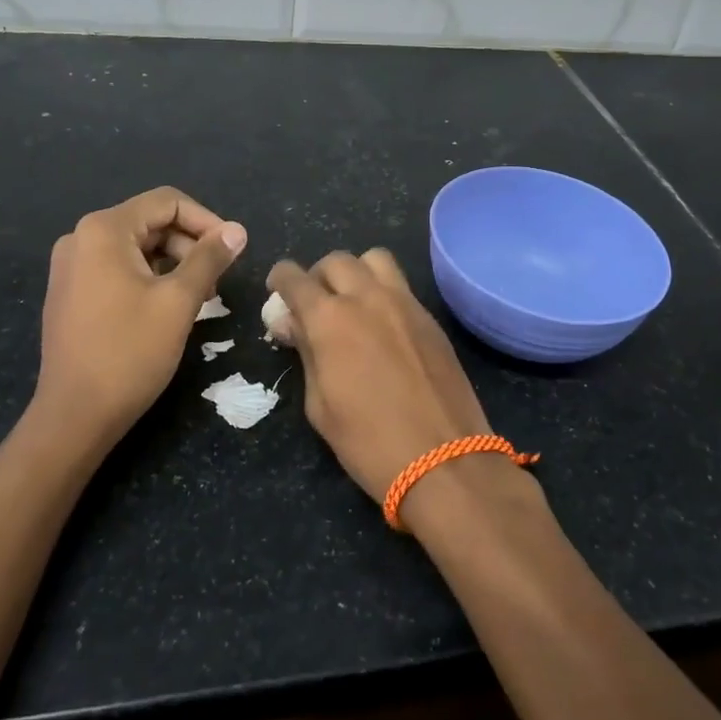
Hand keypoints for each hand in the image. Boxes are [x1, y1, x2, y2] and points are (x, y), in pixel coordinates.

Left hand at [34, 187, 245, 442]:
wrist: (75, 415)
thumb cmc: (130, 352)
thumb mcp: (179, 301)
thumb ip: (210, 258)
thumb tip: (237, 230)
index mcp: (104, 230)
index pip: (167, 202)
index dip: (207, 220)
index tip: (233, 251)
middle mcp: (81, 238)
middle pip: (151, 222)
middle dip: (190, 245)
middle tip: (217, 281)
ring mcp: (71, 266)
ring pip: (137, 247)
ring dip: (174, 263)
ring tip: (199, 298)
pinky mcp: (70, 292)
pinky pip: (118, 268)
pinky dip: (149, 278)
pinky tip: (169, 308)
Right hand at [266, 250, 491, 502]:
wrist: (443, 460)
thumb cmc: (368, 442)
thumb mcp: (319, 405)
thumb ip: (306, 354)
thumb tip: (295, 325)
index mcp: (330, 319)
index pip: (295, 278)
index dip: (280, 279)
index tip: (277, 289)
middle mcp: (367, 298)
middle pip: (336, 261)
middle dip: (318, 276)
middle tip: (315, 303)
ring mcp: (405, 303)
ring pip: (374, 259)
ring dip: (356, 272)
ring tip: (352, 302)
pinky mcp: (431, 317)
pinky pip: (401, 285)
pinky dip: (383, 291)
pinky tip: (382, 324)